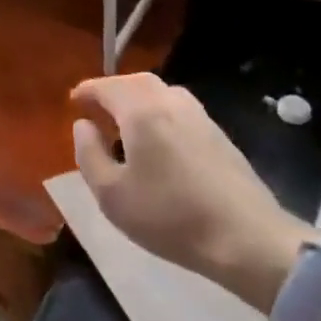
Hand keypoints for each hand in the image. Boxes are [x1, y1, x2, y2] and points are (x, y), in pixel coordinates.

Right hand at [70, 73, 312, 307]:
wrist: (246, 238)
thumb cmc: (169, 217)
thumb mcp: (111, 194)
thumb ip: (89, 154)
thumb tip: (83, 126)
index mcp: (142, 111)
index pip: (107, 86)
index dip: (87, 91)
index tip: (73, 101)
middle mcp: (171, 102)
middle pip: (137, 81)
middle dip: (113, 90)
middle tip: (97, 109)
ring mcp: (200, 116)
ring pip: (162, 93)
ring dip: (138, 100)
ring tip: (125, 124)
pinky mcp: (219, 134)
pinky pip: (179, 109)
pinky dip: (159, 112)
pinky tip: (158, 141)